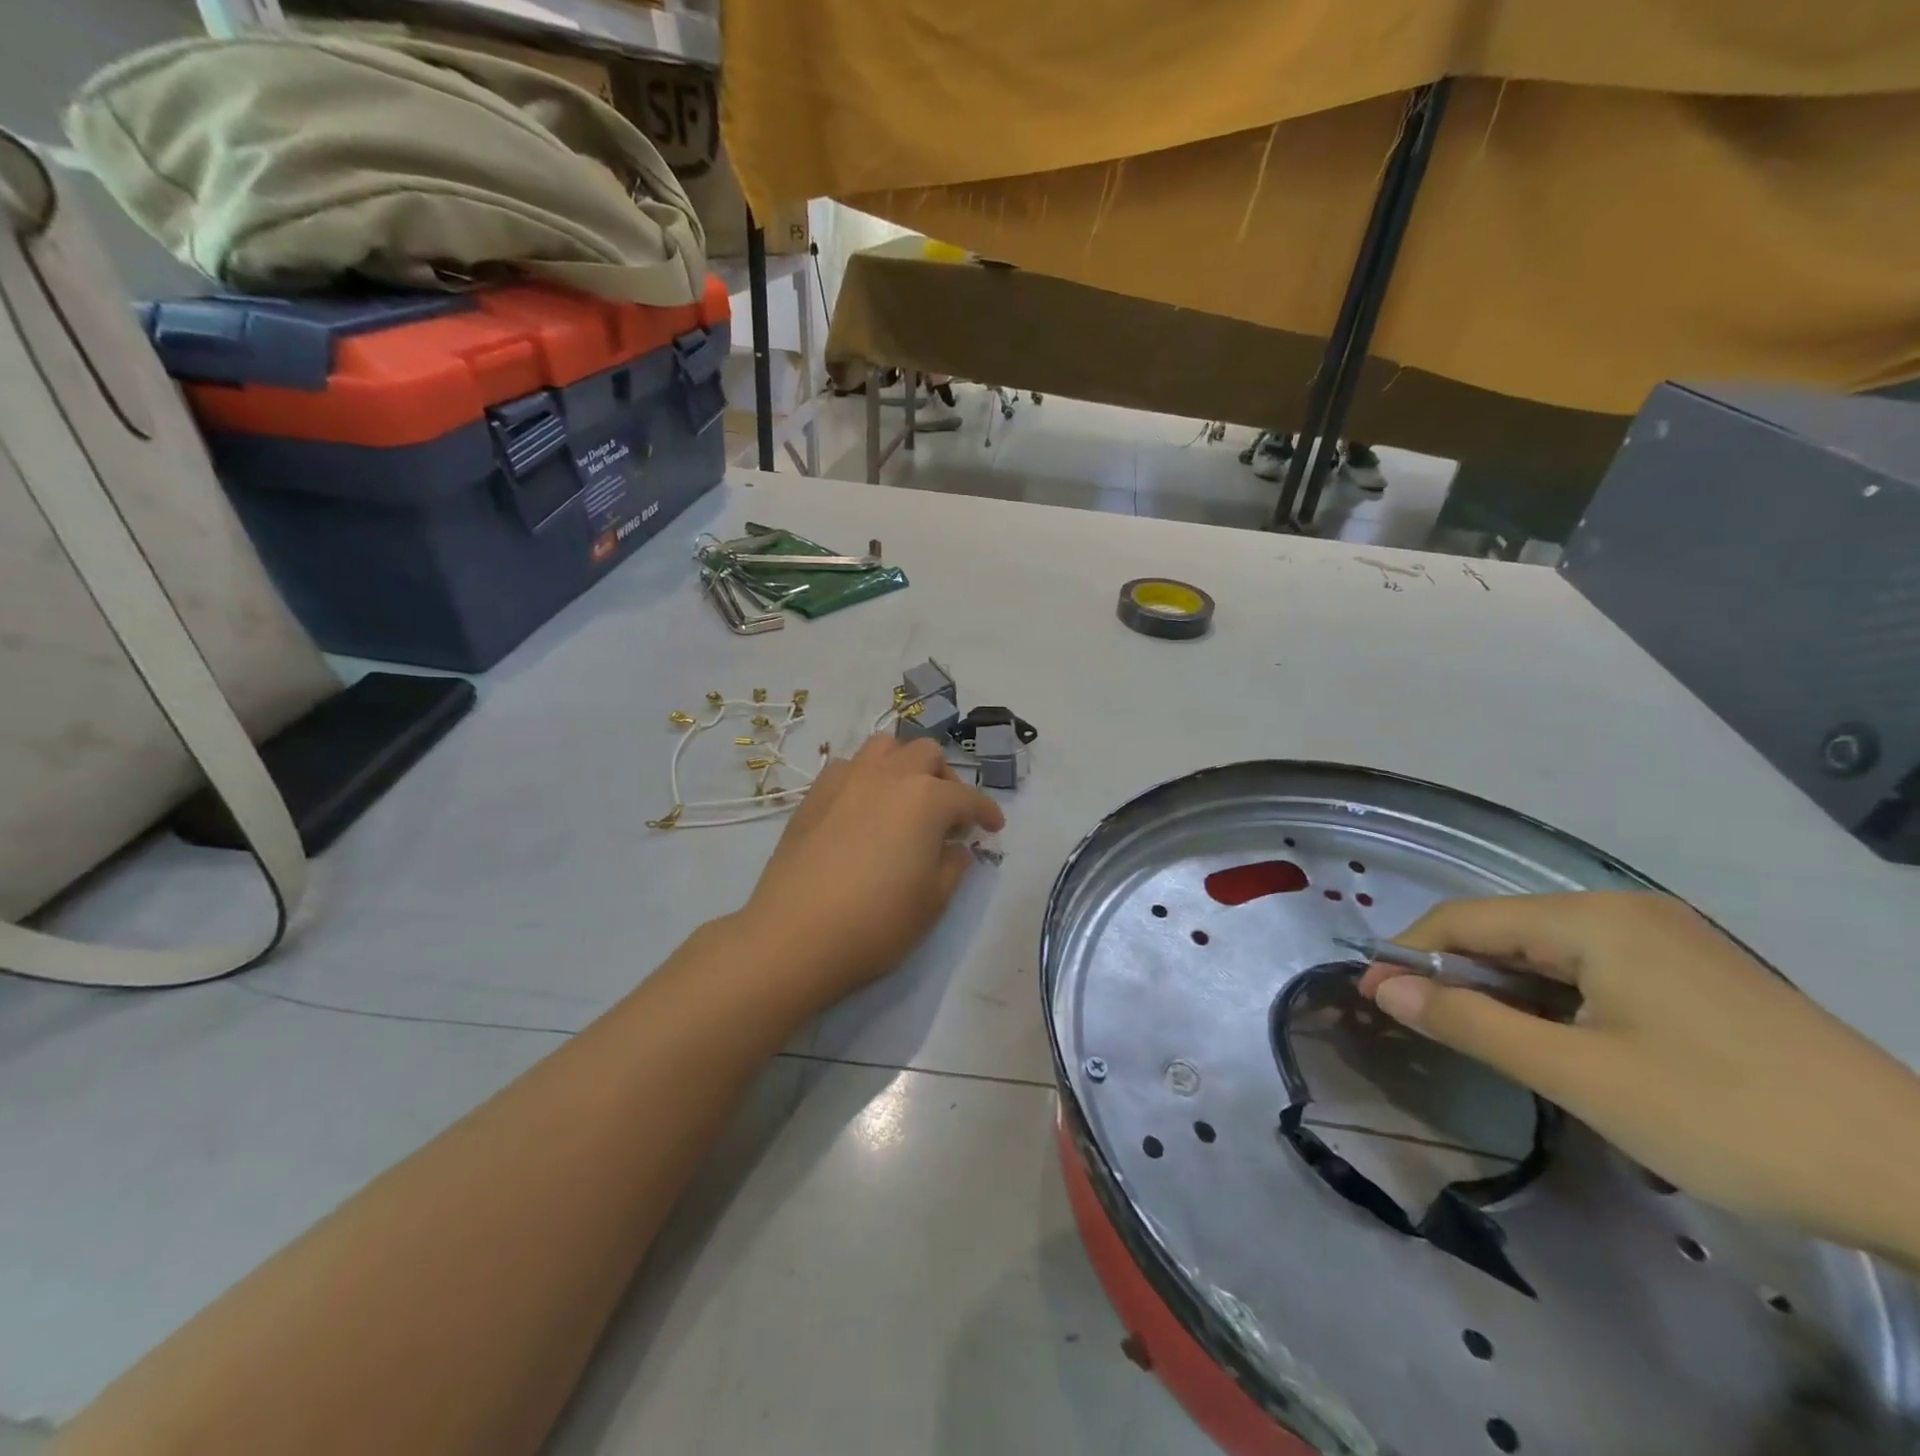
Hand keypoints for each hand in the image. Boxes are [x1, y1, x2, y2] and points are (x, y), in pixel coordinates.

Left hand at [736, 734, 1004, 1005]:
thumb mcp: (933, 901)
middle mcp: (888, 776)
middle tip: (947, 814)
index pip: (968, 797)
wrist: (795, 936)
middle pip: (927, 754)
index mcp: (926, 799)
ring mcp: (846, 780)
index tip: (993, 828)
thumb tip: (955, 846)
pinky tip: (863, 809)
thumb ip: (953, 865)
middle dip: (945, 778)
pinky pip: (848, 767)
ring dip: (903, 765)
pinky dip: (866, 778)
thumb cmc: (876, 923)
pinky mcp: (814, 794)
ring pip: (884, 747)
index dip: (986, 812)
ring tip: (904, 799)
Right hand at [1360, 891, 1919, 1264]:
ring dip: (1506, 990)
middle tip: (1423, 1025)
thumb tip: (1383, 987)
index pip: (1466, 920)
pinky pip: (1595, 971)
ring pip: (1550, 953)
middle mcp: (1625, 911)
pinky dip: (1555, 999)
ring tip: (1485, 1039)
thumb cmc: (1727, 1117)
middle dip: (1457, 974)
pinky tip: (1558, 1040)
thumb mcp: (1578, 1074)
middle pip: (1508, 931)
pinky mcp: (1697, 974)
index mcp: (1594, 919)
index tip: (1372, 996)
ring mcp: (1668, 940)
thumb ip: (1469, 1022)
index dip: (1410, 954)